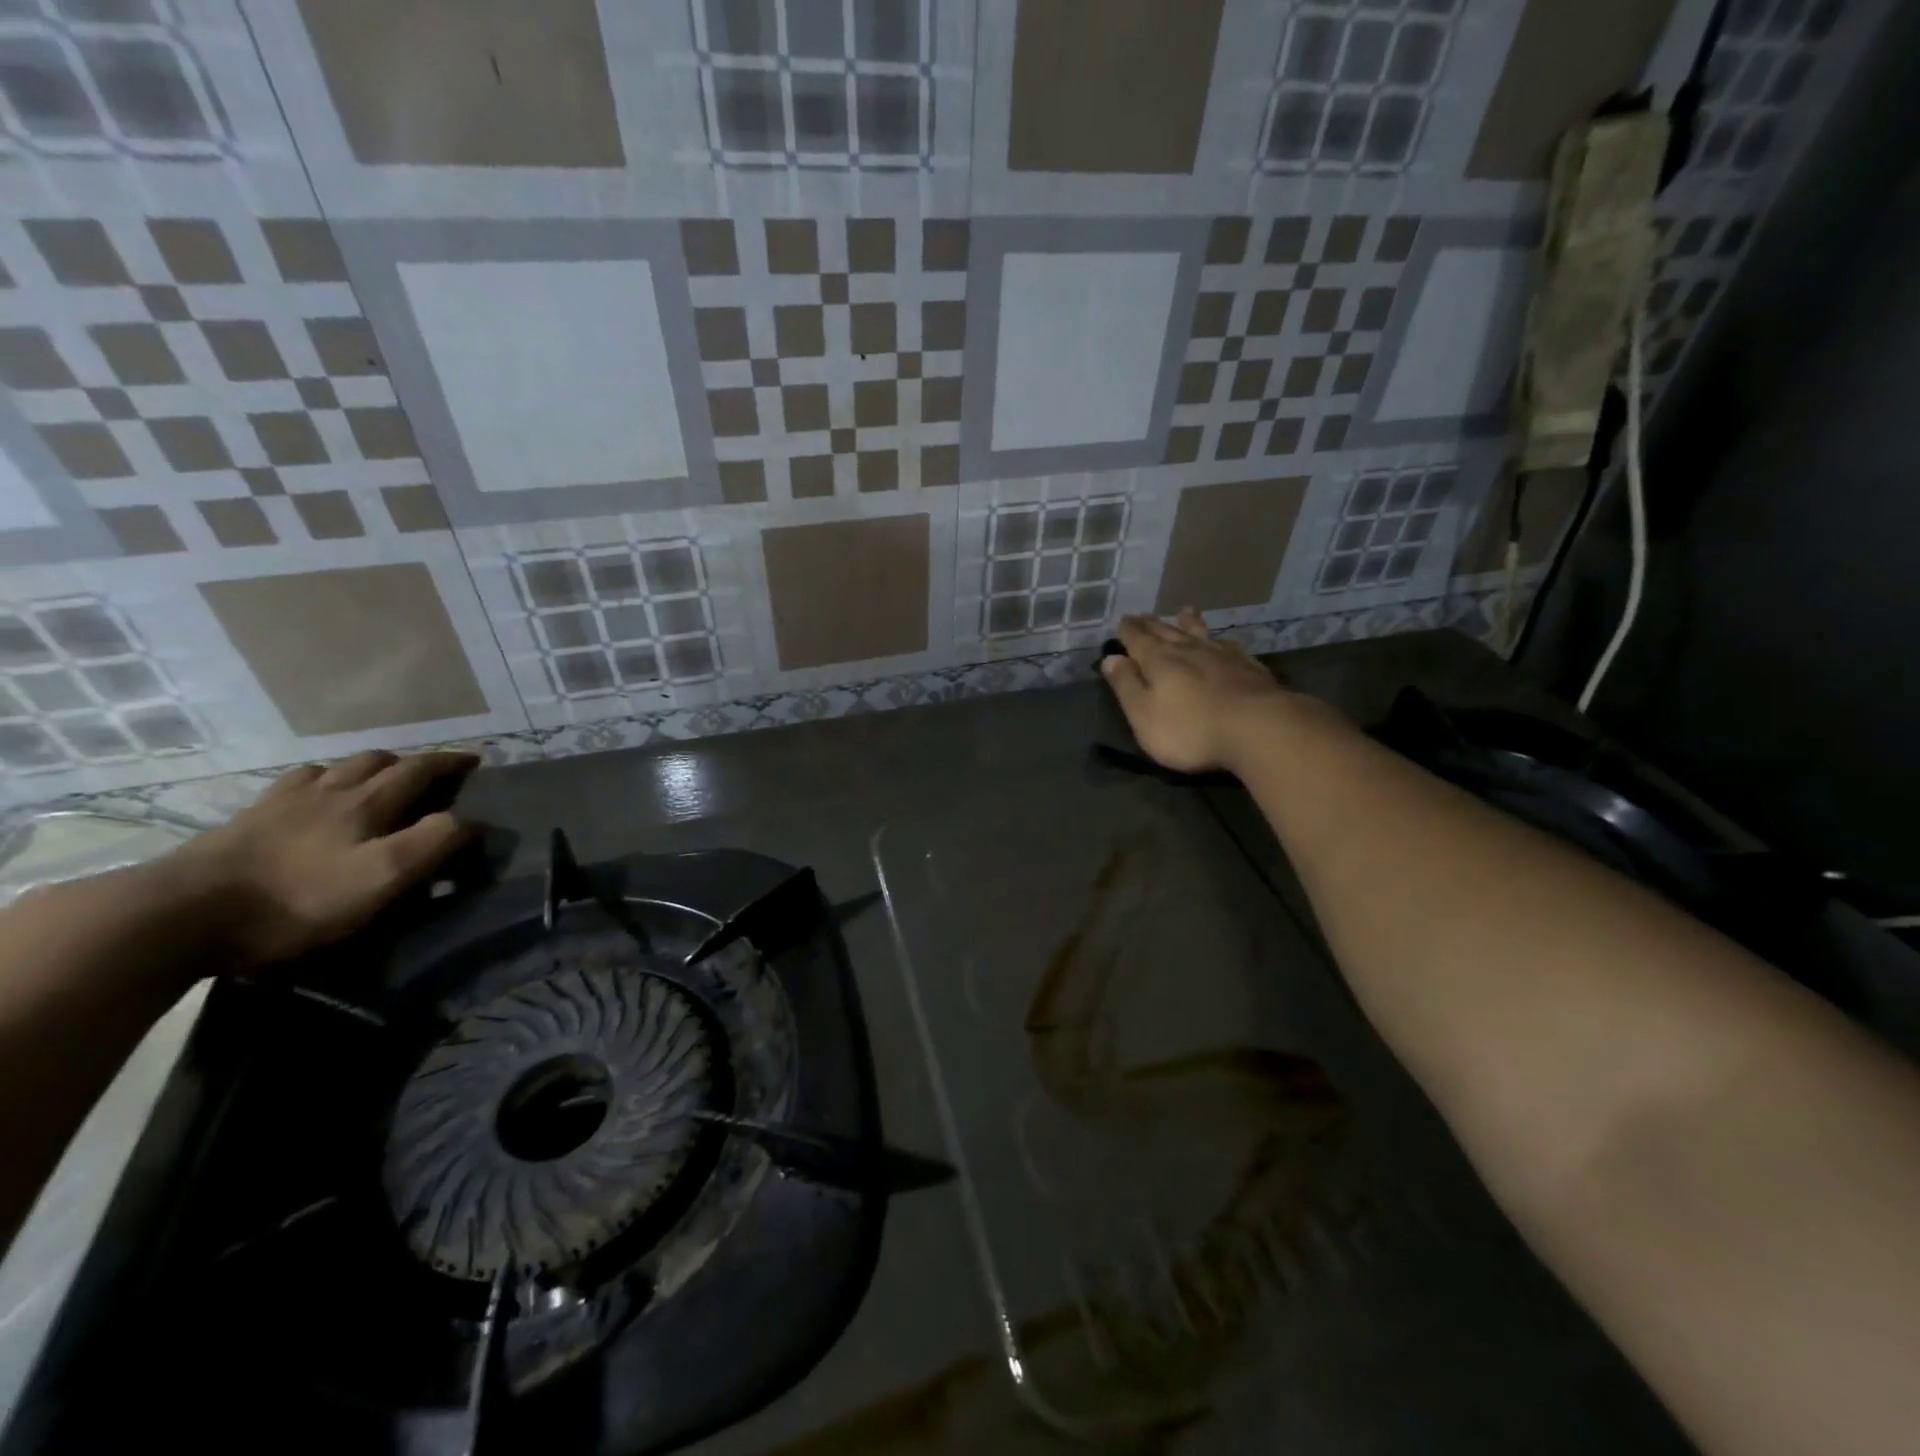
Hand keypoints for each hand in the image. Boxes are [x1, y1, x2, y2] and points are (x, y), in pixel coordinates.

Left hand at [166, 750, 479, 970]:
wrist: (179, 914)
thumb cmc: (298, 898)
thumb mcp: (384, 876)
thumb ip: (433, 843)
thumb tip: (470, 820)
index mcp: (366, 802)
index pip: (420, 770)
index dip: (451, 763)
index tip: (475, 760)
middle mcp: (328, 791)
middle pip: (375, 761)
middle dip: (408, 762)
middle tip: (427, 774)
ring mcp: (279, 804)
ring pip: (331, 769)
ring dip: (360, 769)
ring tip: (370, 782)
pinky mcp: (242, 824)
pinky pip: (289, 788)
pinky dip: (314, 784)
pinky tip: (307, 799)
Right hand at [1101, 609, 1307, 774]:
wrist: (1258, 729)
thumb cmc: (1190, 729)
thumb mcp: (1144, 715)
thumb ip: (1126, 686)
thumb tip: (1110, 658)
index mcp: (1158, 661)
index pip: (1137, 640)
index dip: (1127, 631)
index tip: (1122, 621)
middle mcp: (1189, 650)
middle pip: (1166, 632)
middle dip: (1151, 624)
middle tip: (1142, 614)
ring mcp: (1223, 656)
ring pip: (1200, 633)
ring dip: (1189, 623)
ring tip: (1184, 611)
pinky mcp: (1250, 668)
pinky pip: (1230, 646)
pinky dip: (1221, 641)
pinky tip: (1224, 641)